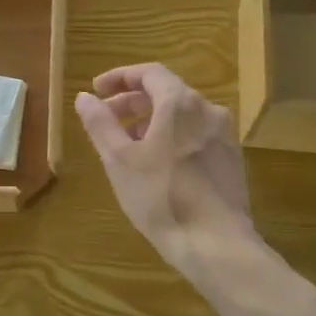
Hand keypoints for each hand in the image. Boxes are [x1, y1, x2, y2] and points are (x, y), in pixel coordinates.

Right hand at [76, 63, 255, 274]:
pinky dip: (171, 137)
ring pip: (182, 116)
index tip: (97, 90)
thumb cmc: (160, 197)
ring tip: (127, 145)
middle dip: (132, 102)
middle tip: (105, 119)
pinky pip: (195, 135)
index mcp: (180, 103)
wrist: (216, 243)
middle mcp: (208, 110)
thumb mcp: (119, 160)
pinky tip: (156, 164)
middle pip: (166, 92)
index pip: (149, 73)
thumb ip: (100, 123)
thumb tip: (84, 97)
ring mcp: (224, 135)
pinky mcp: (231, 159)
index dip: (120, 77)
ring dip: (151, 121)